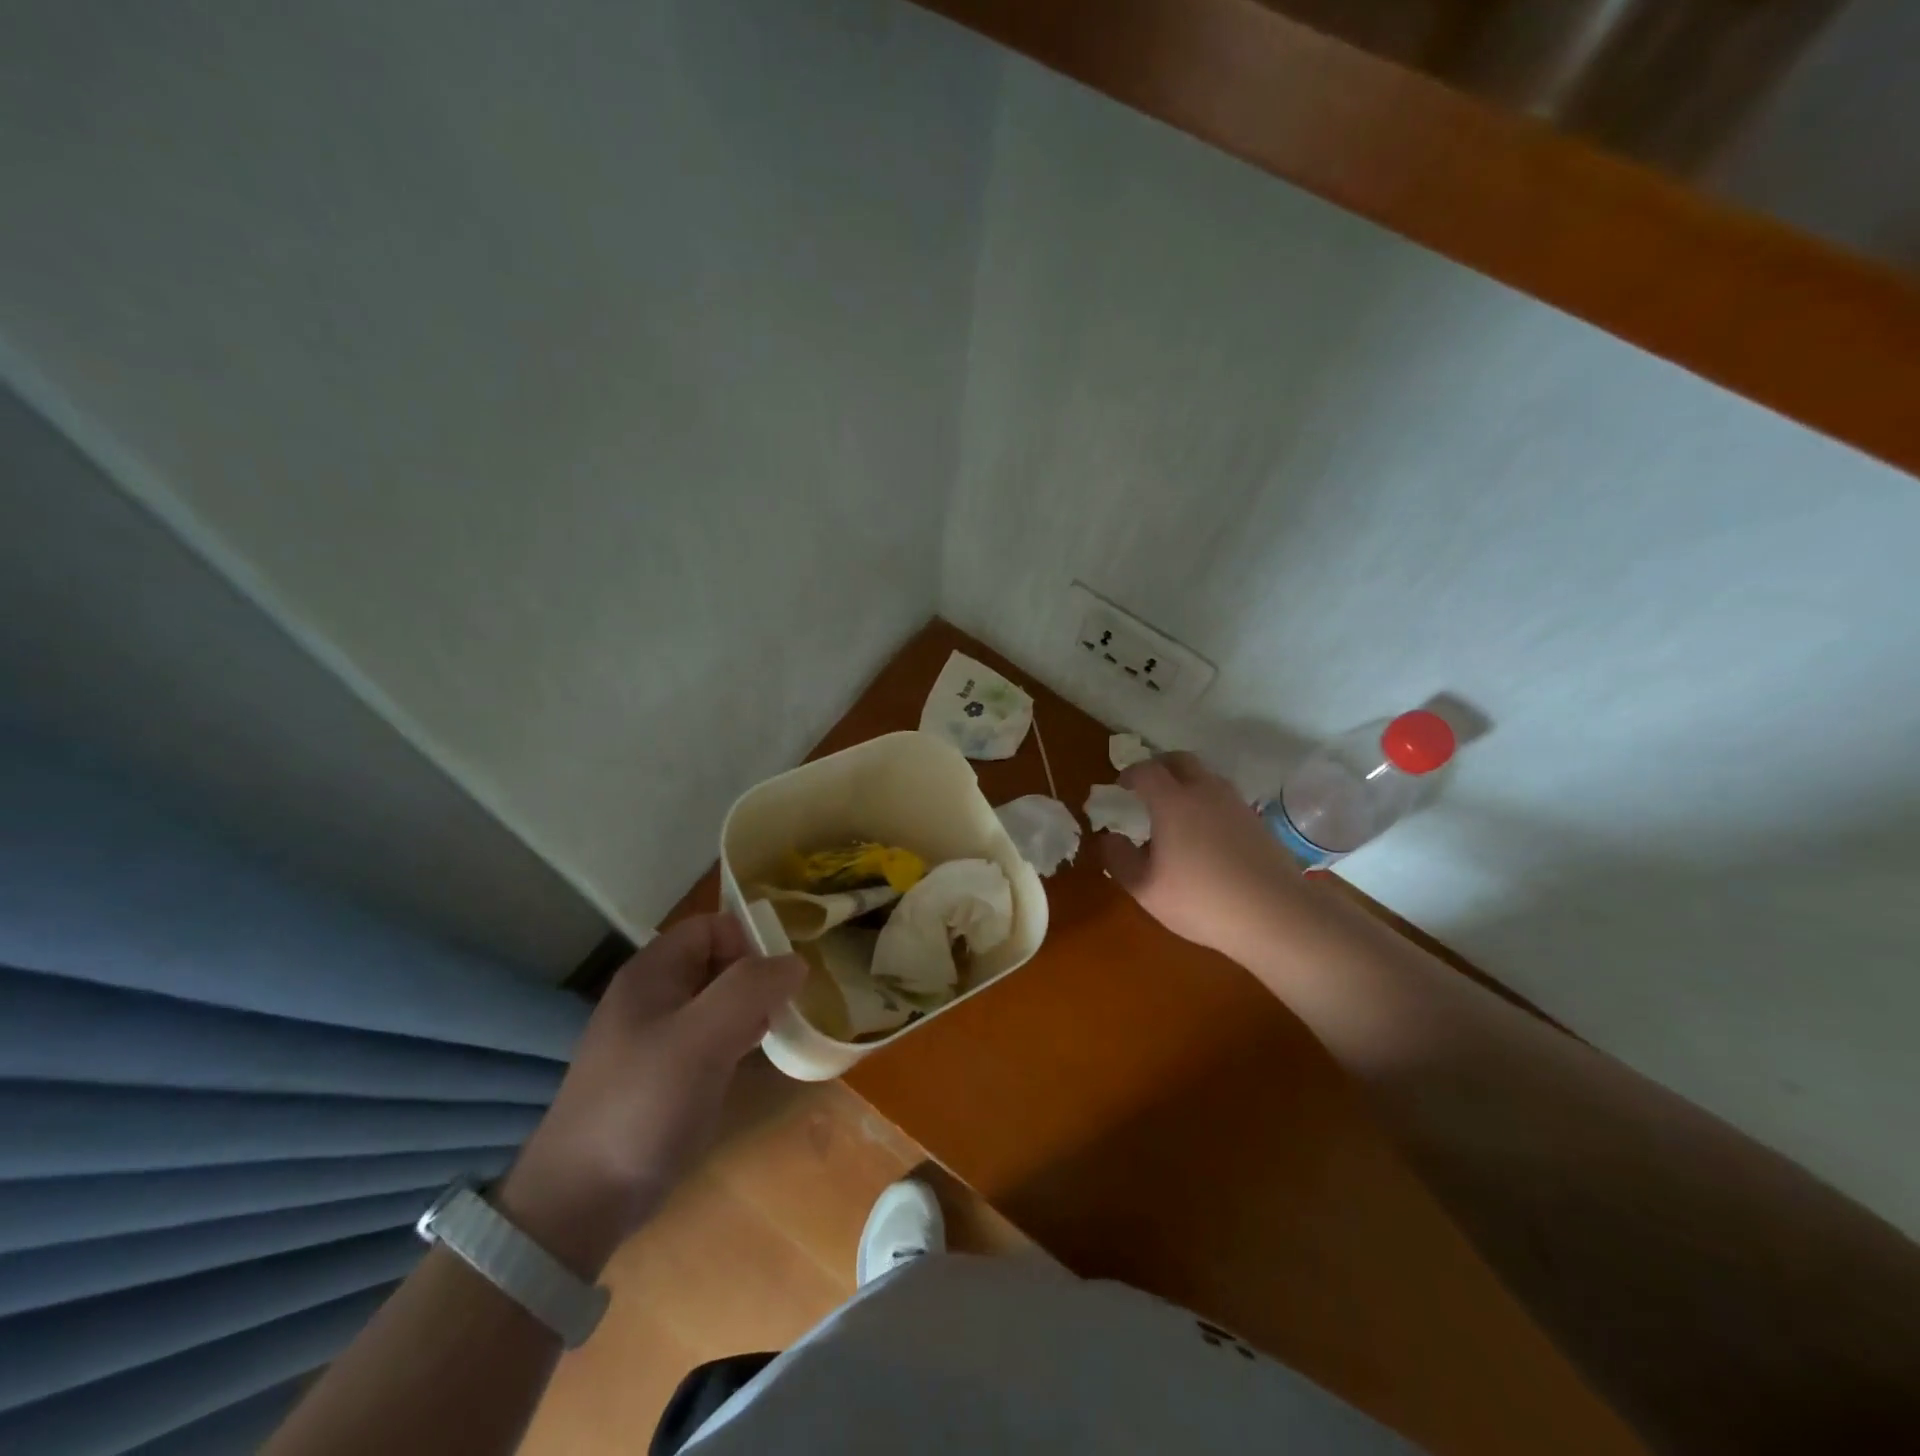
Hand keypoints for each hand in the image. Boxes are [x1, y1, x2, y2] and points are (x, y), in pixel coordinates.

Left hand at [496, 914, 805, 1277]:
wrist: (582, 1200)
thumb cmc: (643, 1104)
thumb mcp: (701, 1038)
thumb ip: (750, 989)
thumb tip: (796, 962)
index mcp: (653, 972)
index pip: (712, 926)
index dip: (748, 942)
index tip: (777, 981)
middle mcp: (654, 995)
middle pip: (718, 960)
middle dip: (756, 977)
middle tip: (782, 1010)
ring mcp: (658, 1035)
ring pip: (718, 999)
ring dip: (751, 1008)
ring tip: (775, 1032)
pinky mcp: (666, 1072)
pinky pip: (712, 1036)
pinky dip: (738, 1038)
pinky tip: (752, 1059)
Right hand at [1100, 752, 1301, 961]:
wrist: (1274, 914)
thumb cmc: (1201, 900)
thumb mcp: (1145, 889)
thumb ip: (1119, 859)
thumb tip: (1108, 838)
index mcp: (1172, 802)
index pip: (1146, 770)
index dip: (1129, 774)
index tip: (1121, 788)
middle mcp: (1205, 791)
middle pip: (1179, 760)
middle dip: (1159, 766)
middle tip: (1147, 787)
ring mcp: (1235, 803)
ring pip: (1206, 776)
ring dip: (1186, 782)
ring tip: (1176, 810)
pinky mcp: (1256, 820)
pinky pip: (1224, 797)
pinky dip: (1208, 801)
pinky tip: (1205, 833)